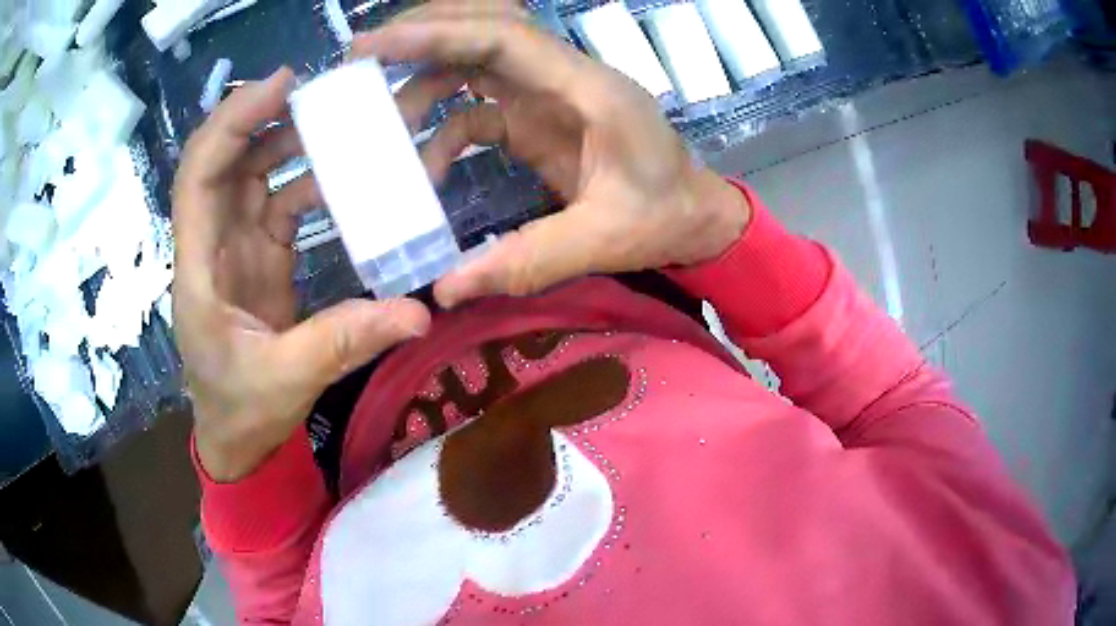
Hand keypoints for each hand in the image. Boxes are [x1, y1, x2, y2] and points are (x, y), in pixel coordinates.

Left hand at [172, 68, 431, 481]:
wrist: (238, 439)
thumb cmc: (243, 410)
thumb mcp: (288, 380)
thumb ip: (344, 341)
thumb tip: (418, 311)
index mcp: (199, 268)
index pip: (200, 176)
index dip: (232, 124)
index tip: (280, 88)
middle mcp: (211, 244)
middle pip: (223, 160)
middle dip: (260, 117)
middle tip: (315, 90)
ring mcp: (235, 245)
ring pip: (250, 172)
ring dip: (285, 141)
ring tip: (335, 118)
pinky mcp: (259, 254)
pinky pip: (278, 200)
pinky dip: (305, 179)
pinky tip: (342, 171)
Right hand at [353, 1, 751, 308]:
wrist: (695, 217)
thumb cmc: (665, 218)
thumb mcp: (604, 240)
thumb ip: (528, 259)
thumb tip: (447, 287)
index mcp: (588, 90)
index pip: (504, 37)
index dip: (438, 33)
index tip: (377, 45)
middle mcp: (564, 78)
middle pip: (486, 27)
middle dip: (424, 33)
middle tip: (362, 55)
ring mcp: (549, 96)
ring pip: (476, 61)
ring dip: (425, 80)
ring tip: (380, 122)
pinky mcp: (538, 119)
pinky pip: (480, 109)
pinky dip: (445, 130)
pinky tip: (427, 169)